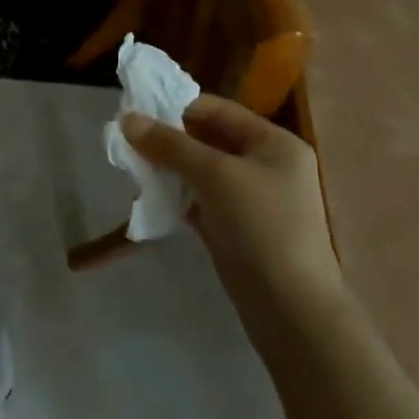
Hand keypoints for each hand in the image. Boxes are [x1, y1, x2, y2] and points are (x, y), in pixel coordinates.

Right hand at [122, 95, 346, 335]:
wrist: (292, 310)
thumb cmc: (260, 227)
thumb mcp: (214, 176)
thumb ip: (170, 145)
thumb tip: (126, 118)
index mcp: (273, 142)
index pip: (216, 109)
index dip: (176, 107)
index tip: (135, 114)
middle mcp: (266, 164)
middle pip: (208, 138)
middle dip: (168, 139)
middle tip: (129, 143)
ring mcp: (253, 198)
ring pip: (202, 170)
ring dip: (169, 168)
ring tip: (134, 168)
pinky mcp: (238, 228)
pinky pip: (202, 199)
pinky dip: (178, 195)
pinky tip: (150, 197)